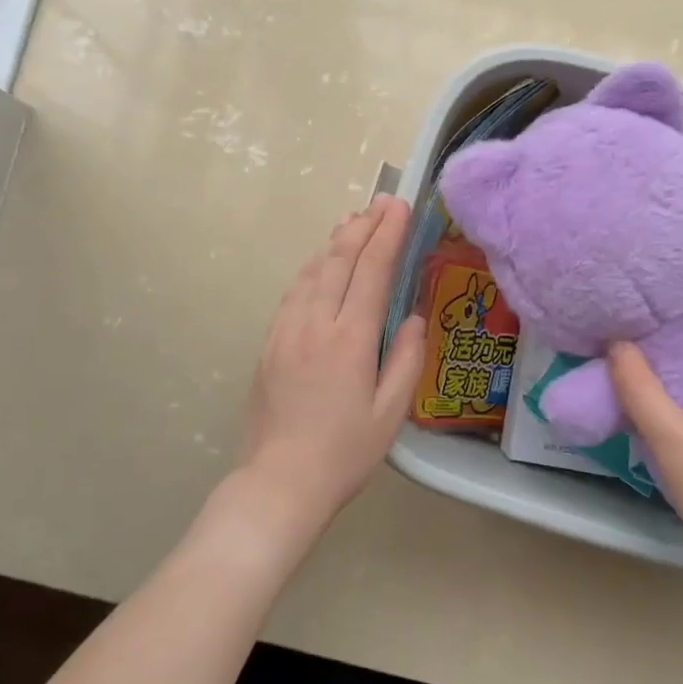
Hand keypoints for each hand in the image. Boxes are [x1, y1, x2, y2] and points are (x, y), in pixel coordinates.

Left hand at [233, 195, 425, 543]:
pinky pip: (293, 291)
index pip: (372, 271)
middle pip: (339, 260)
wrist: (280, 481)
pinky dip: (312, 267)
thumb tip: (412, 318)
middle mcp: (315, 323)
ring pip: (312, 270)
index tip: (400, 206)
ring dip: (335, 241)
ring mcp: (286, 330)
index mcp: (350, 339)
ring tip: (353, 220)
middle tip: (381, 201)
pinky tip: (320, 261)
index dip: (388, 234)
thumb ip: (406, 359)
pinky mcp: (270, 342)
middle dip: (362, 226)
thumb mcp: (391, 413)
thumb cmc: (344, 453)